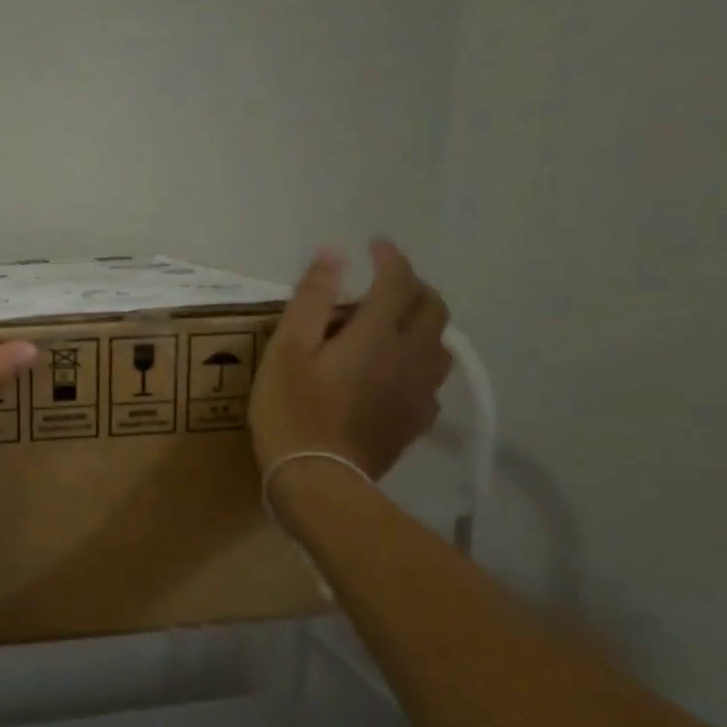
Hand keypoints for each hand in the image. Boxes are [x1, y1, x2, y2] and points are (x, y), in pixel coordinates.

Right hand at [249, 240, 452, 477]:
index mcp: (378, 335)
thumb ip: (313, 298)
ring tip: (394, 324)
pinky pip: (431, 379)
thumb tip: (334, 253)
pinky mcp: (416, 421)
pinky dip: (418, 361)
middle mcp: (411, 357)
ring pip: (439, 344)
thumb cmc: (291, 410)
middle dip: (413, 285)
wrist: (319, 481)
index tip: (374, 245)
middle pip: (432, 308)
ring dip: (422, 323)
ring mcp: (419, 392)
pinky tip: (396, 372)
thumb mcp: (287, 349)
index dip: (389, 258)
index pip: (398, 281)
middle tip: (386, 282)